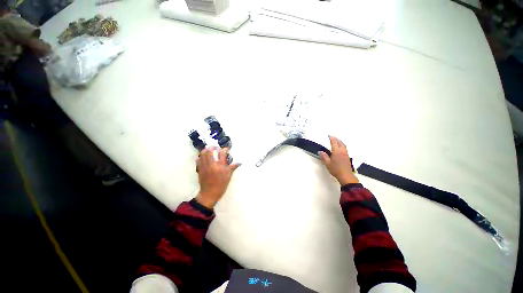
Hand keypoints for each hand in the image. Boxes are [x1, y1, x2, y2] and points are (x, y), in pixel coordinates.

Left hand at [196, 147, 240, 208]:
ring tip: (210, 150)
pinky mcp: (199, 169)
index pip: (222, 154)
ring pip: (203, 154)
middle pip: (210, 151)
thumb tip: (239, 162)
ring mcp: (204, 166)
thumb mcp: (229, 176)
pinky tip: (204, 156)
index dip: (225, 149)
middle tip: (216, 147)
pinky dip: (201, 156)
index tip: (226, 149)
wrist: (209, 193)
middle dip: (213, 147)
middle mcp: (212, 165)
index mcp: (220, 167)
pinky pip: (198, 159)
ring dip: (206, 150)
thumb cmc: (221, 185)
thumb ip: (233, 167)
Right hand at [319, 136, 358, 184]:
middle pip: (340, 143)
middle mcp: (342, 151)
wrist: (345, 175)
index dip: (332, 139)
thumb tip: (321, 152)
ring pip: (343, 145)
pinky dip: (342, 145)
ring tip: (337, 141)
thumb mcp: (327, 163)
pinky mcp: (347, 157)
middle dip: (336, 139)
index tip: (329, 136)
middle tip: (333, 137)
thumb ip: (324, 157)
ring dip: (340, 142)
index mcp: (336, 152)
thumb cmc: (335, 169)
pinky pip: (345, 148)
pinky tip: (340, 148)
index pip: (334, 143)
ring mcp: (345, 154)